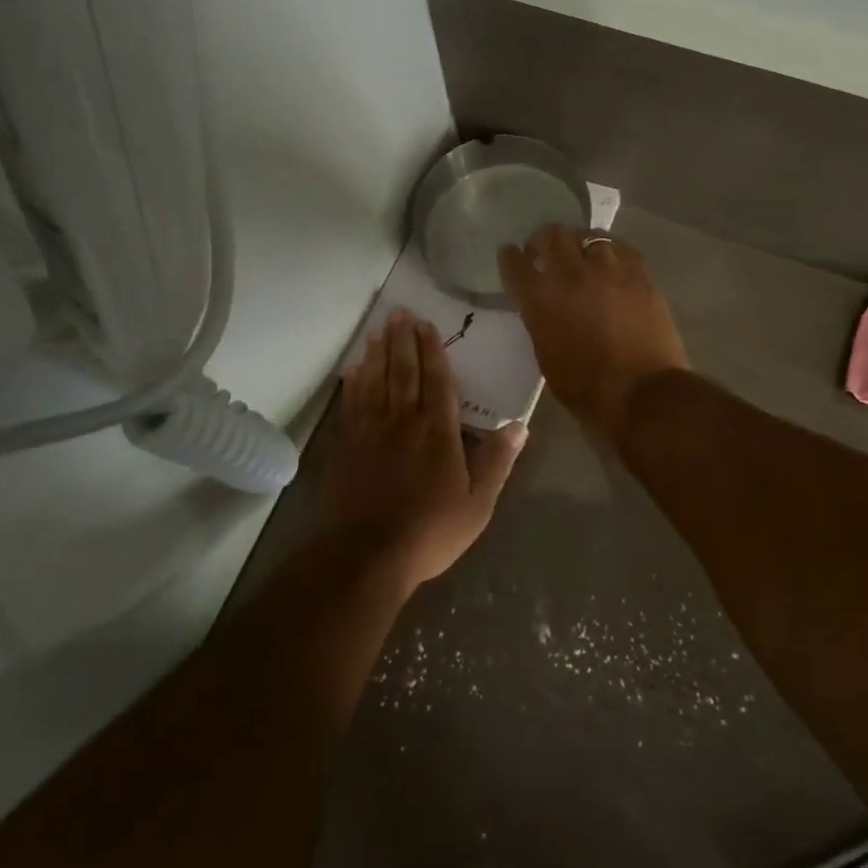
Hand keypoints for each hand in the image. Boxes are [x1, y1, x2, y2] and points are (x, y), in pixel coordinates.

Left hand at [324, 310, 527, 590]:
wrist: (367, 555)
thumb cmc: (429, 531)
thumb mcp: (478, 504)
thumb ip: (497, 461)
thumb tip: (520, 426)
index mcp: (437, 430)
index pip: (437, 380)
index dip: (432, 350)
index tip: (427, 325)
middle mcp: (403, 420)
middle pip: (403, 371)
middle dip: (403, 339)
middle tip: (400, 312)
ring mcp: (370, 430)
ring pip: (375, 380)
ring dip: (379, 352)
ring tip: (380, 328)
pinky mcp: (347, 445)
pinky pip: (352, 403)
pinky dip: (355, 382)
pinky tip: (355, 368)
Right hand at [497, 225, 688, 444]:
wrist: (644, 393)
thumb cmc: (587, 388)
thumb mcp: (546, 356)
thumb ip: (541, 322)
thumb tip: (545, 307)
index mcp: (541, 300)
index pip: (515, 263)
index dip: (510, 257)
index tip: (511, 256)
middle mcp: (571, 275)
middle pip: (551, 235)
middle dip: (542, 240)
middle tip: (544, 251)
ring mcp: (609, 270)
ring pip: (587, 235)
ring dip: (578, 242)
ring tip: (580, 254)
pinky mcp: (640, 273)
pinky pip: (620, 247)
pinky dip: (610, 250)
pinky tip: (610, 261)